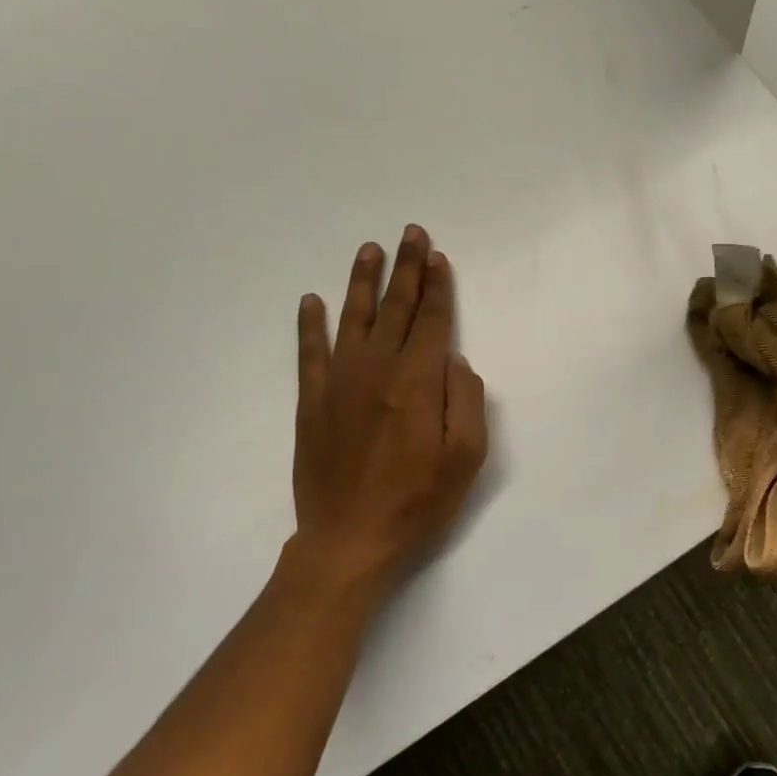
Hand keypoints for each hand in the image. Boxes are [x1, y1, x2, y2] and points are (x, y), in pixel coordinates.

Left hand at [288, 225, 488, 594]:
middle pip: (396, 310)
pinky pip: (309, 354)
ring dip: (363, 282)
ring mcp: (339, 385)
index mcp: (417, 384)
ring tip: (369, 250)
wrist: (348, 541)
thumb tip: (456, 361)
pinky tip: (310, 300)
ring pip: (354, 319)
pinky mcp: (312, 404)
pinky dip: (309, 325)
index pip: (431, 322)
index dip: (438, 288)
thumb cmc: (418, 503)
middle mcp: (376, 372)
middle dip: (407, 269)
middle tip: (411, 234)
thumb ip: (466, 403)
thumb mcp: (466, 460)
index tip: (439, 258)